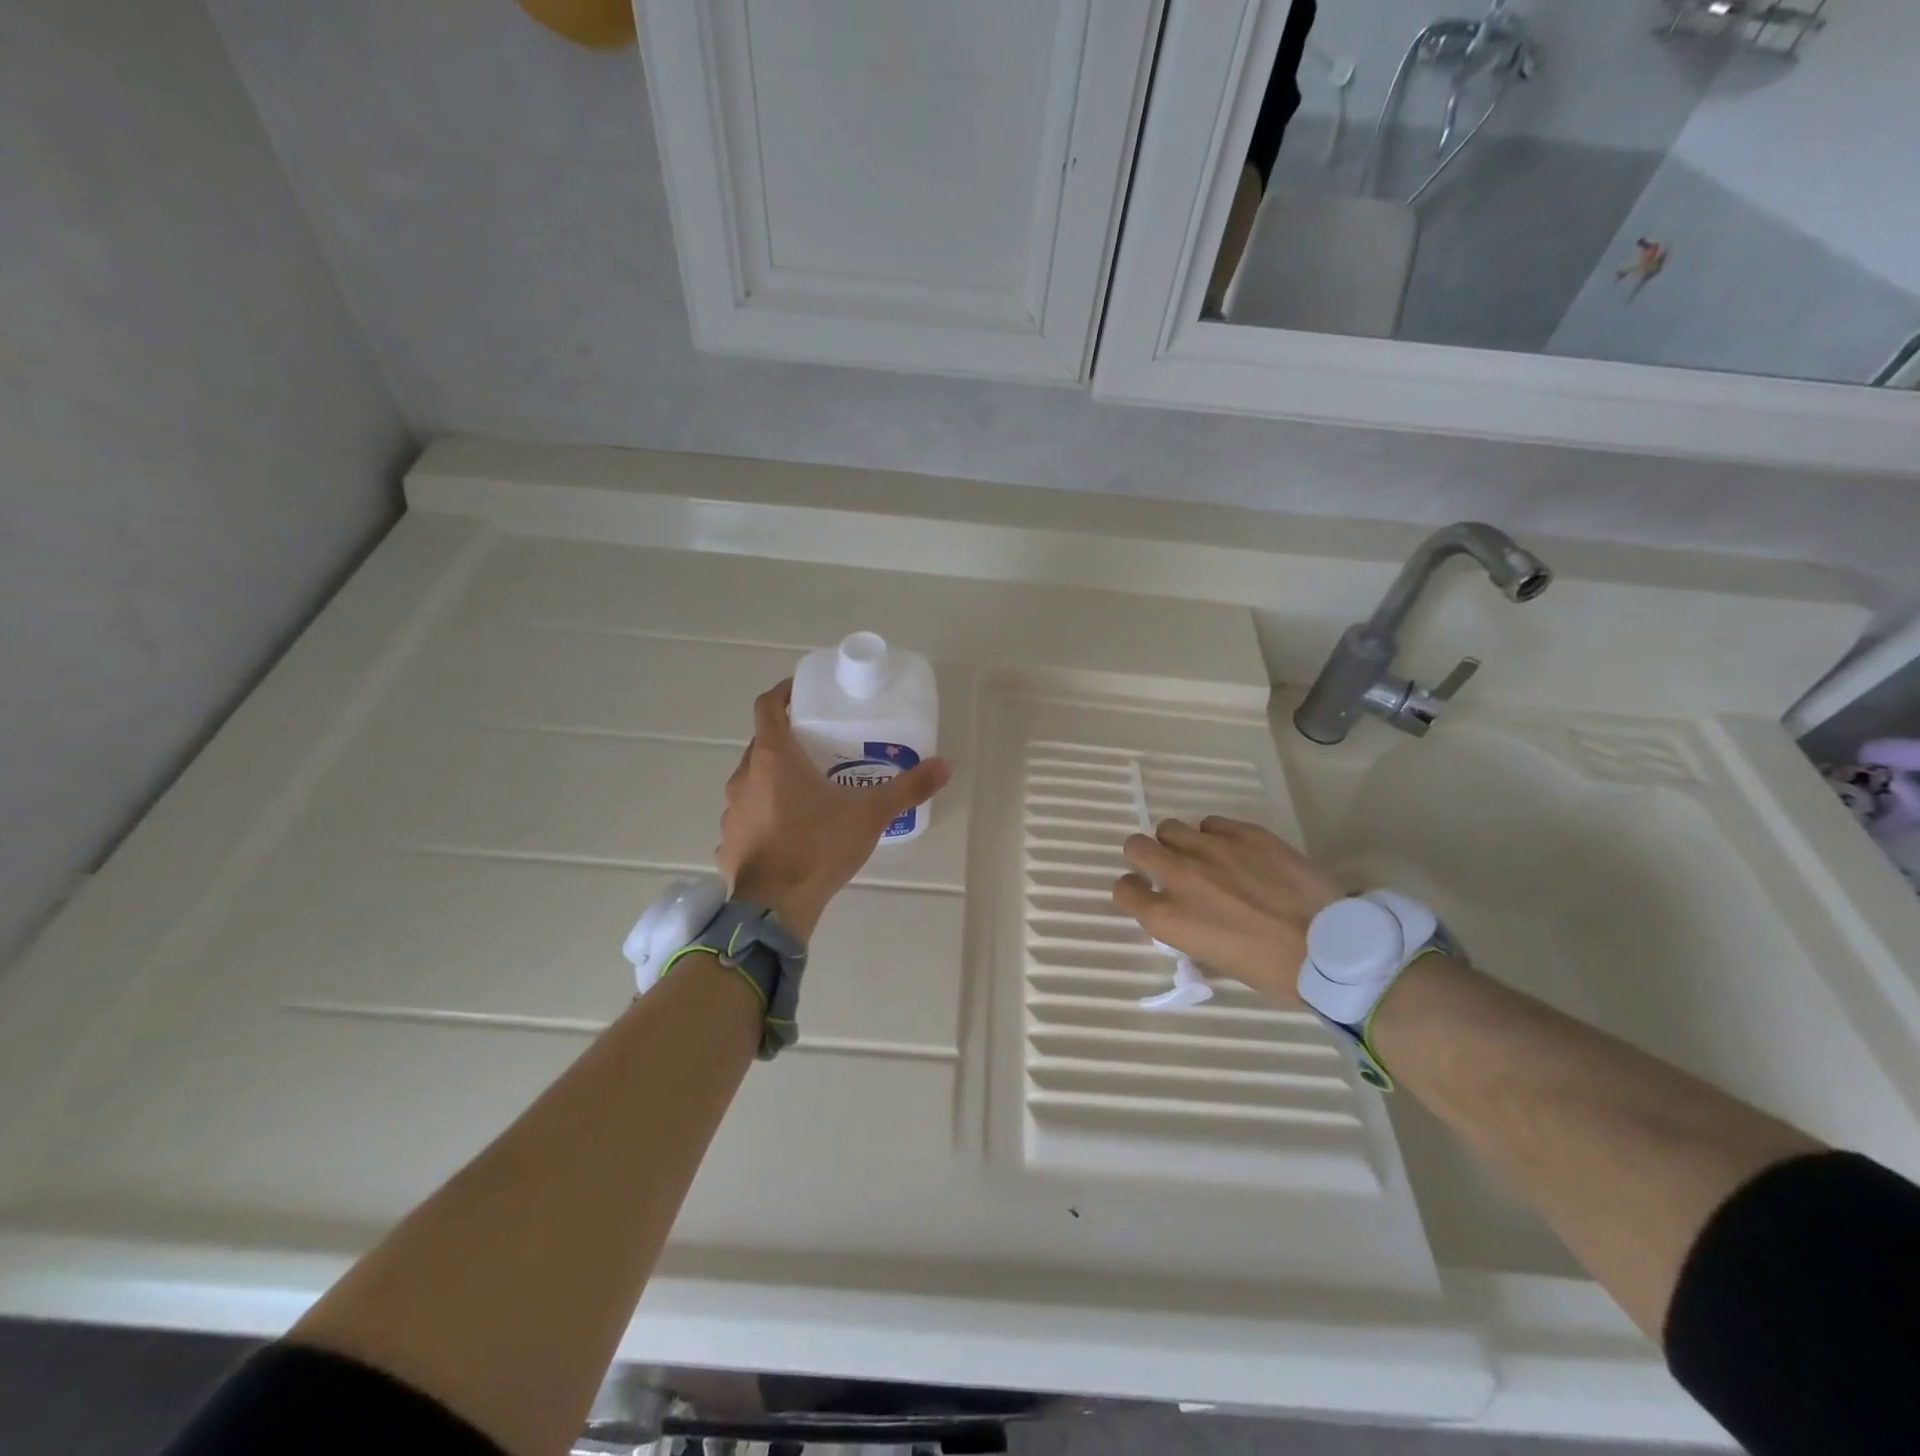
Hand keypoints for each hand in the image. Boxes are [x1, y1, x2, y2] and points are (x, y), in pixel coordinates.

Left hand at [718, 680, 950, 940]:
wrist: (774, 908)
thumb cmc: (818, 848)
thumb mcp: (870, 815)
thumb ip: (908, 788)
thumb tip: (945, 765)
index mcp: (773, 758)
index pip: (767, 706)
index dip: (783, 693)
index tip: (803, 694)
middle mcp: (744, 776)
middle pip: (762, 744)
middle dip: (787, 741)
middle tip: (819, 748)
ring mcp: (731, 811)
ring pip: (752, 781)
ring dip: (773, 780)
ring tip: (806, 794)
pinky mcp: (728, 842)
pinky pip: (747, 817)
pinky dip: (763, 815)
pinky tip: (787, 833)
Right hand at [1112, 817, 1342, 1003]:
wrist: (1329, 947)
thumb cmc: (1270, 970)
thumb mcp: (1213, 957)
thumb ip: (1187, 925)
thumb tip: (1185, 911)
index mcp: (1168, 917)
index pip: (1123, 890)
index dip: (1132, 892)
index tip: (1145, 894)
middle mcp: (1180, 876)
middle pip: (1136, 846)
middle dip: (1143, 855)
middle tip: (1164, 866)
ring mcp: (1211, 849)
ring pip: (1170, 827)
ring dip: (1178, 842)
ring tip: (1201, 855)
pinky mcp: (1244, 833)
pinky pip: (1212, 823)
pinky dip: (1215, 835)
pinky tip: (1234, 850)